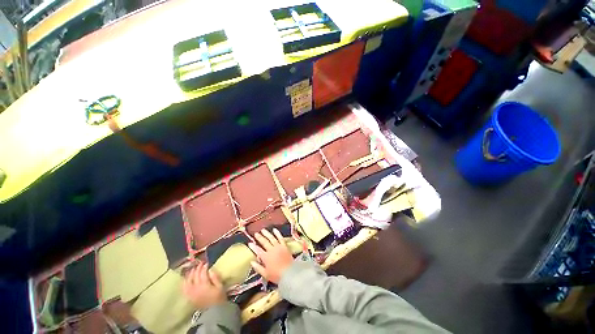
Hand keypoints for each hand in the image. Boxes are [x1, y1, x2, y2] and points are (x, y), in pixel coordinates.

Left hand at [183, 262, 226, 309]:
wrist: (213, 312)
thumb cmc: (219, 298)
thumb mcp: (220, 286)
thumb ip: (215, 277)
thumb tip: (210, 269)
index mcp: (204, 285)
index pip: (202, 273)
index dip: (204, 267)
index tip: (206, 262)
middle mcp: (196, 288)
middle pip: (194, 275)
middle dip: (197, 268)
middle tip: (200, 264)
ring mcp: (191, 293)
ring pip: (188, 281)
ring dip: (190, 274)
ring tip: (193, 269)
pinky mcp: (189, 297)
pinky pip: (184, 288)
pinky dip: (184, 282)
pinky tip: (185, 279)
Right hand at [248, 228, 293, 283]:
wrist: (289, 273)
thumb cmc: (276, 275)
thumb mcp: (265, 274)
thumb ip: (258, 267)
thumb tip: (252, 262)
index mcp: (266, 257)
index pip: (258, 250)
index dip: (253, 246)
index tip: (249, 243)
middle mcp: (271, 250)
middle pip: (264, 242)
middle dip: (259, 237)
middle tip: (256, 233)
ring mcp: (278, 247)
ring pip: (271, 238)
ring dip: (267, 233)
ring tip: (263, 230)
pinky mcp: (284, 246)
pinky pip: (280, 238)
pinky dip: (277, 233)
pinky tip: (274, 229)